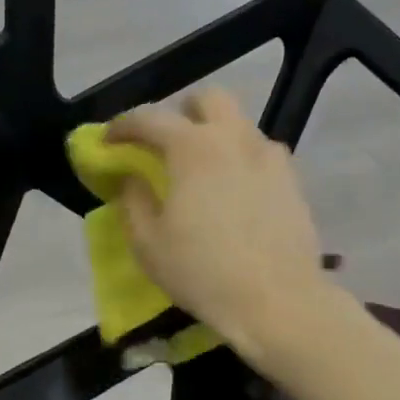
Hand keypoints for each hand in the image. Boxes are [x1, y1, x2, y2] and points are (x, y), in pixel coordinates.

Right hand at [107, 90, 329, 359]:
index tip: (107, 141)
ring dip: (216, 134)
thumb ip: (133, 201)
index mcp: (193, 148)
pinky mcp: (292, 180)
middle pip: (209, 99)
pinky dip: (242, 159)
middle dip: (182, 111)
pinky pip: (262, 153)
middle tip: (166, 143)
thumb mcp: (149, 245)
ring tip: (203, 170)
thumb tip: (131, 177)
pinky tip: (237, 191)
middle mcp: (234, 138)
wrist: (278, 301)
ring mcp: (269, 156)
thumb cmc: (204, 273)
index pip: (149, 118)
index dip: (122, 126)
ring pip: (239, 124)